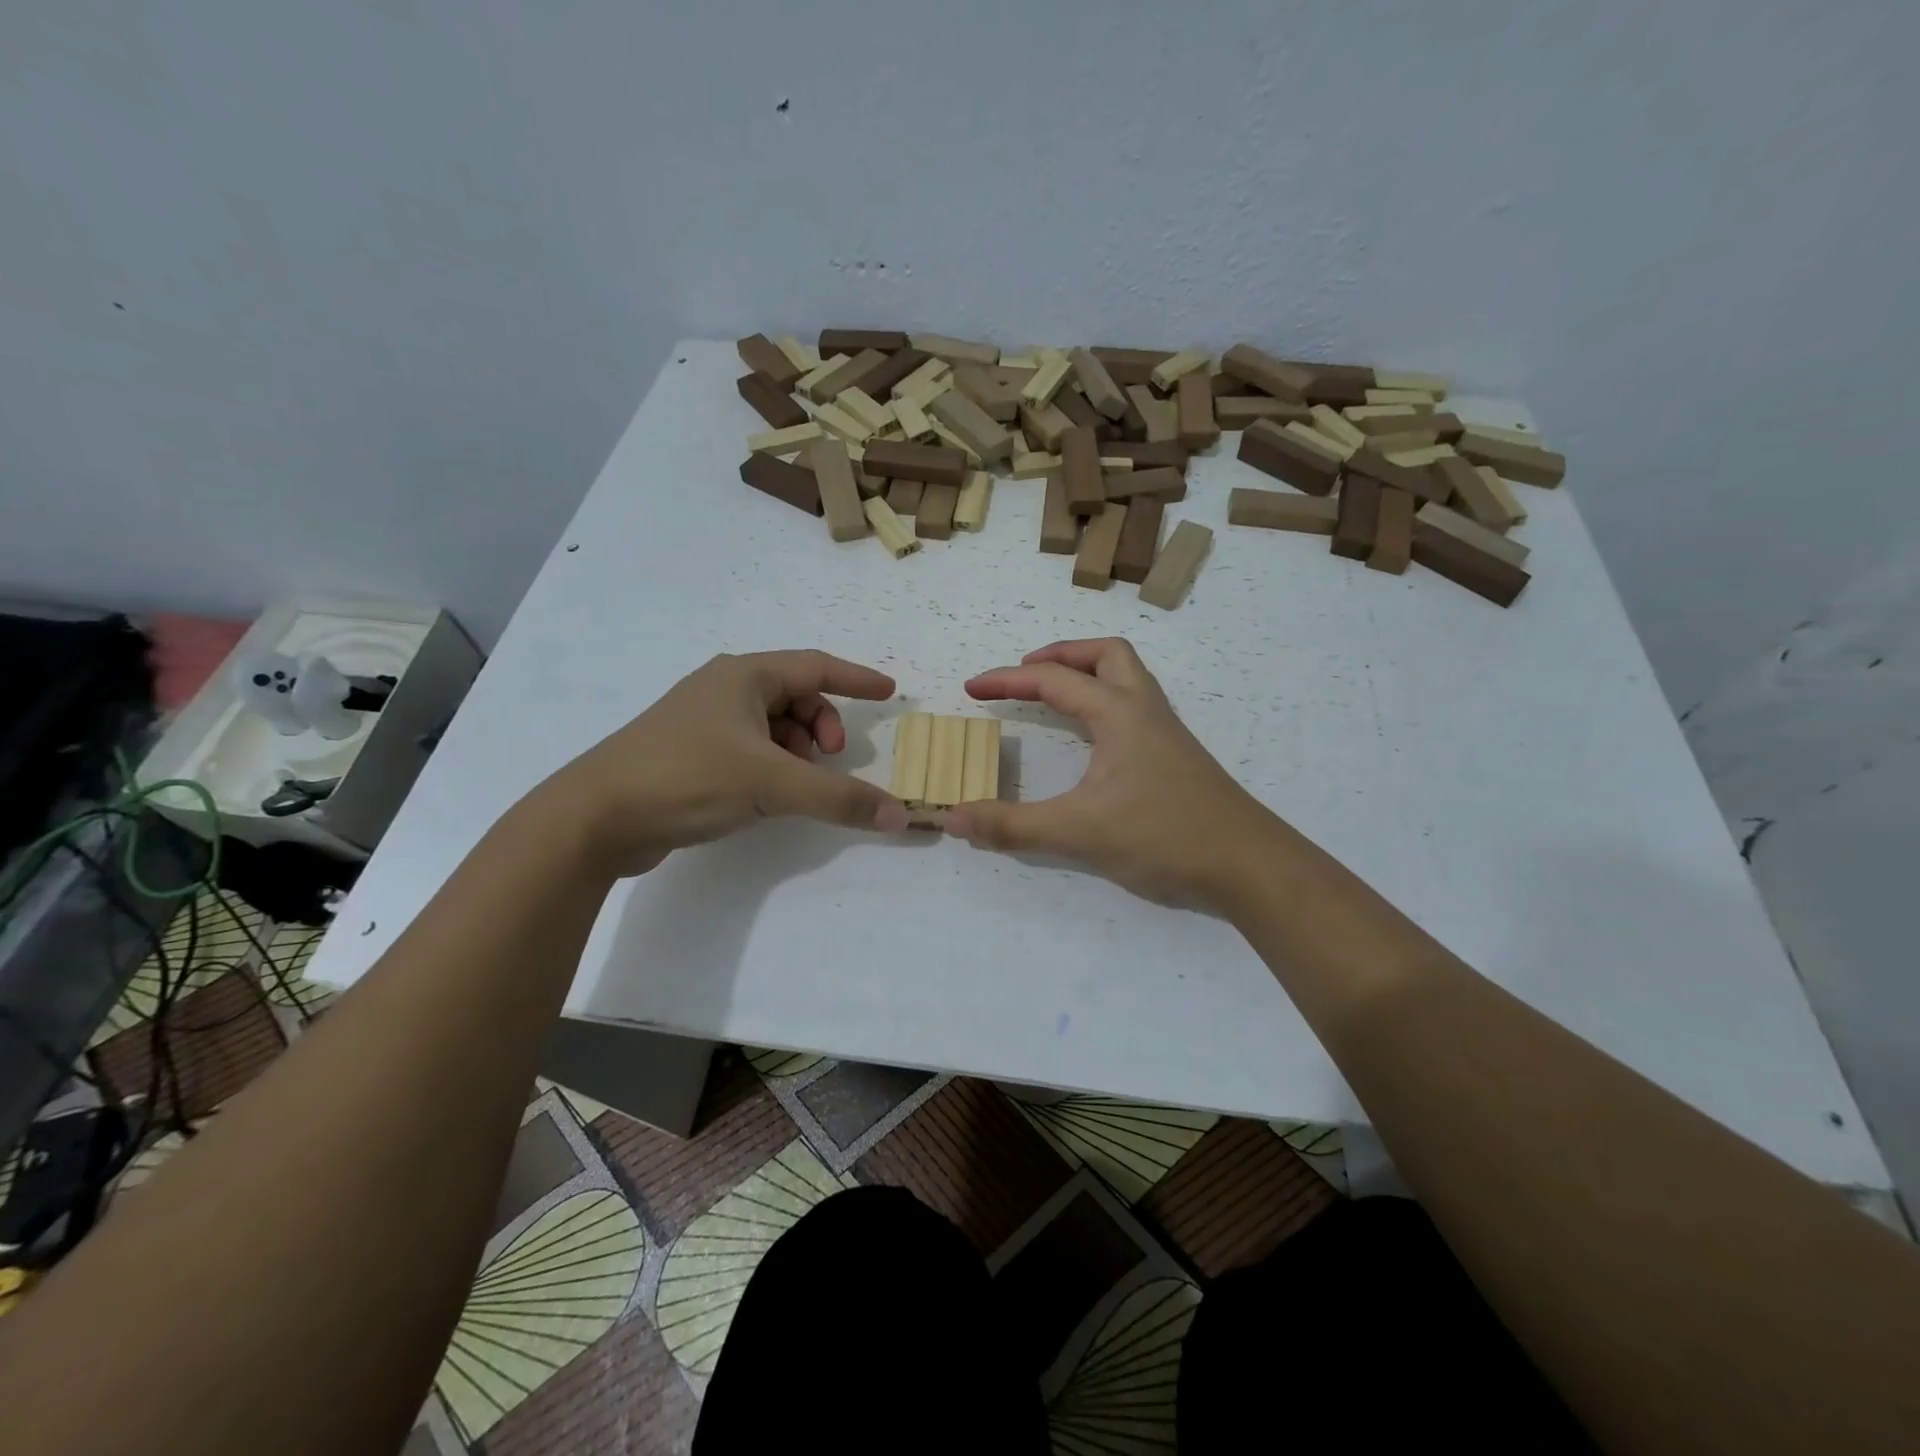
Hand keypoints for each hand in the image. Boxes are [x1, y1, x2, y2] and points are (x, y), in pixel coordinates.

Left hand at [537, 650, 909, 876]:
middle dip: (823, 726)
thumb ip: (839, 798)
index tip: (890, 692)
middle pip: (796, 696)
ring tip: (793, 784)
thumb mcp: (772, 784)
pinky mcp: (689, 753)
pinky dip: (772, 765)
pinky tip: (766, 795)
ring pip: (773, 726)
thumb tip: (899, 816)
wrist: (596, 817)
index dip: (857, 679)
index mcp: (744, 676)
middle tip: (832, 760)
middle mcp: (724, 688)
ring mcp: (703, 721)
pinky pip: (750, 748)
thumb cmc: (688, 777)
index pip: (817, 666)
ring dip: (797, 750)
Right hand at [943, 638, 1278, 906]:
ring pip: (1127, 677)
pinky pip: (1135, 707)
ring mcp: (1166, 732)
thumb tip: (954, 818)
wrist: (1249, 865)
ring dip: (1087, 675)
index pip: (1054, 680)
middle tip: (1026, 675)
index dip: (1008, 680)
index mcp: (1119, 713)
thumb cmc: (1164, 836)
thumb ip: (1012, 825)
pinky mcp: (1176, 757)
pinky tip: (1093, 742)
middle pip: (1105, 654)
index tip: (973, 690)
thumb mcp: (1078, 832)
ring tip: (1054, 698)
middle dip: (1060, 656)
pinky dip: (1104, 703)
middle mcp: (1145, 710)